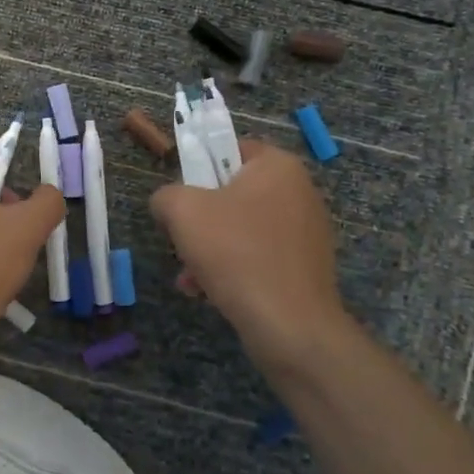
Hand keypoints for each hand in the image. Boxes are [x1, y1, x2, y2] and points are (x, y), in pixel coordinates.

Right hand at [150, 140, 357, 368]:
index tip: (181, 198)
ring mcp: (306, 231)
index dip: (199, 168)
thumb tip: (167, 203)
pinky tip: (209, 292)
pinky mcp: (305, 267)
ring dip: (210, 250)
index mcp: (278, 166)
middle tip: (182, 241)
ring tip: (190, 277)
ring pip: (242, 230)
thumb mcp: (182, 211)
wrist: (289, 324)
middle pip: (232, 194)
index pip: (230, 149)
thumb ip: (166, 195)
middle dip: (200, 221)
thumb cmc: (236, 252)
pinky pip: (258, 257)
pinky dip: (232, 269)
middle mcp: (299, 192)